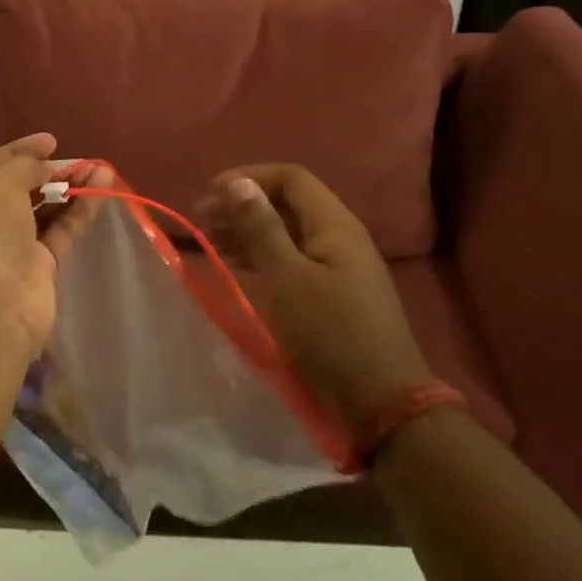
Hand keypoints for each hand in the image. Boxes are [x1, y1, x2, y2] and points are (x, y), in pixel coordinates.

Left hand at [0, 134, 107, 366]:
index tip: (51, 141)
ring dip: (70, 189)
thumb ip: (23, 166)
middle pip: (17, 188)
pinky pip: (61, 233)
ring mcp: (9, 248)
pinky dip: (80, 211)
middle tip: (78, 160)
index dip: (18, 150)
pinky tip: (102, 189)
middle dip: (47, 171)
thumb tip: (43, 164)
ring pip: (43, 211)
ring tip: (101, 168)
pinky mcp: (38, 270)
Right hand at [195, 164, 435, 429]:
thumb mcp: (287, 278)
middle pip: (287, 203)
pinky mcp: (332, 293)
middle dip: (243, 204)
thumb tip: (238, 183)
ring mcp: (339, 266)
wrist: (380, 402)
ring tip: (210, 239)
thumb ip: (261, 228)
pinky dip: (261, 255)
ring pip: (287, 232)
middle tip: (201, 218)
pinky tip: (236, 265)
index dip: (248, 177)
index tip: (210, 194)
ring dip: (248, 230)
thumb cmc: (329, 334)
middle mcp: (340, 237)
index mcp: (335, 225)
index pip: (290, 178)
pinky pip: (292, 259)